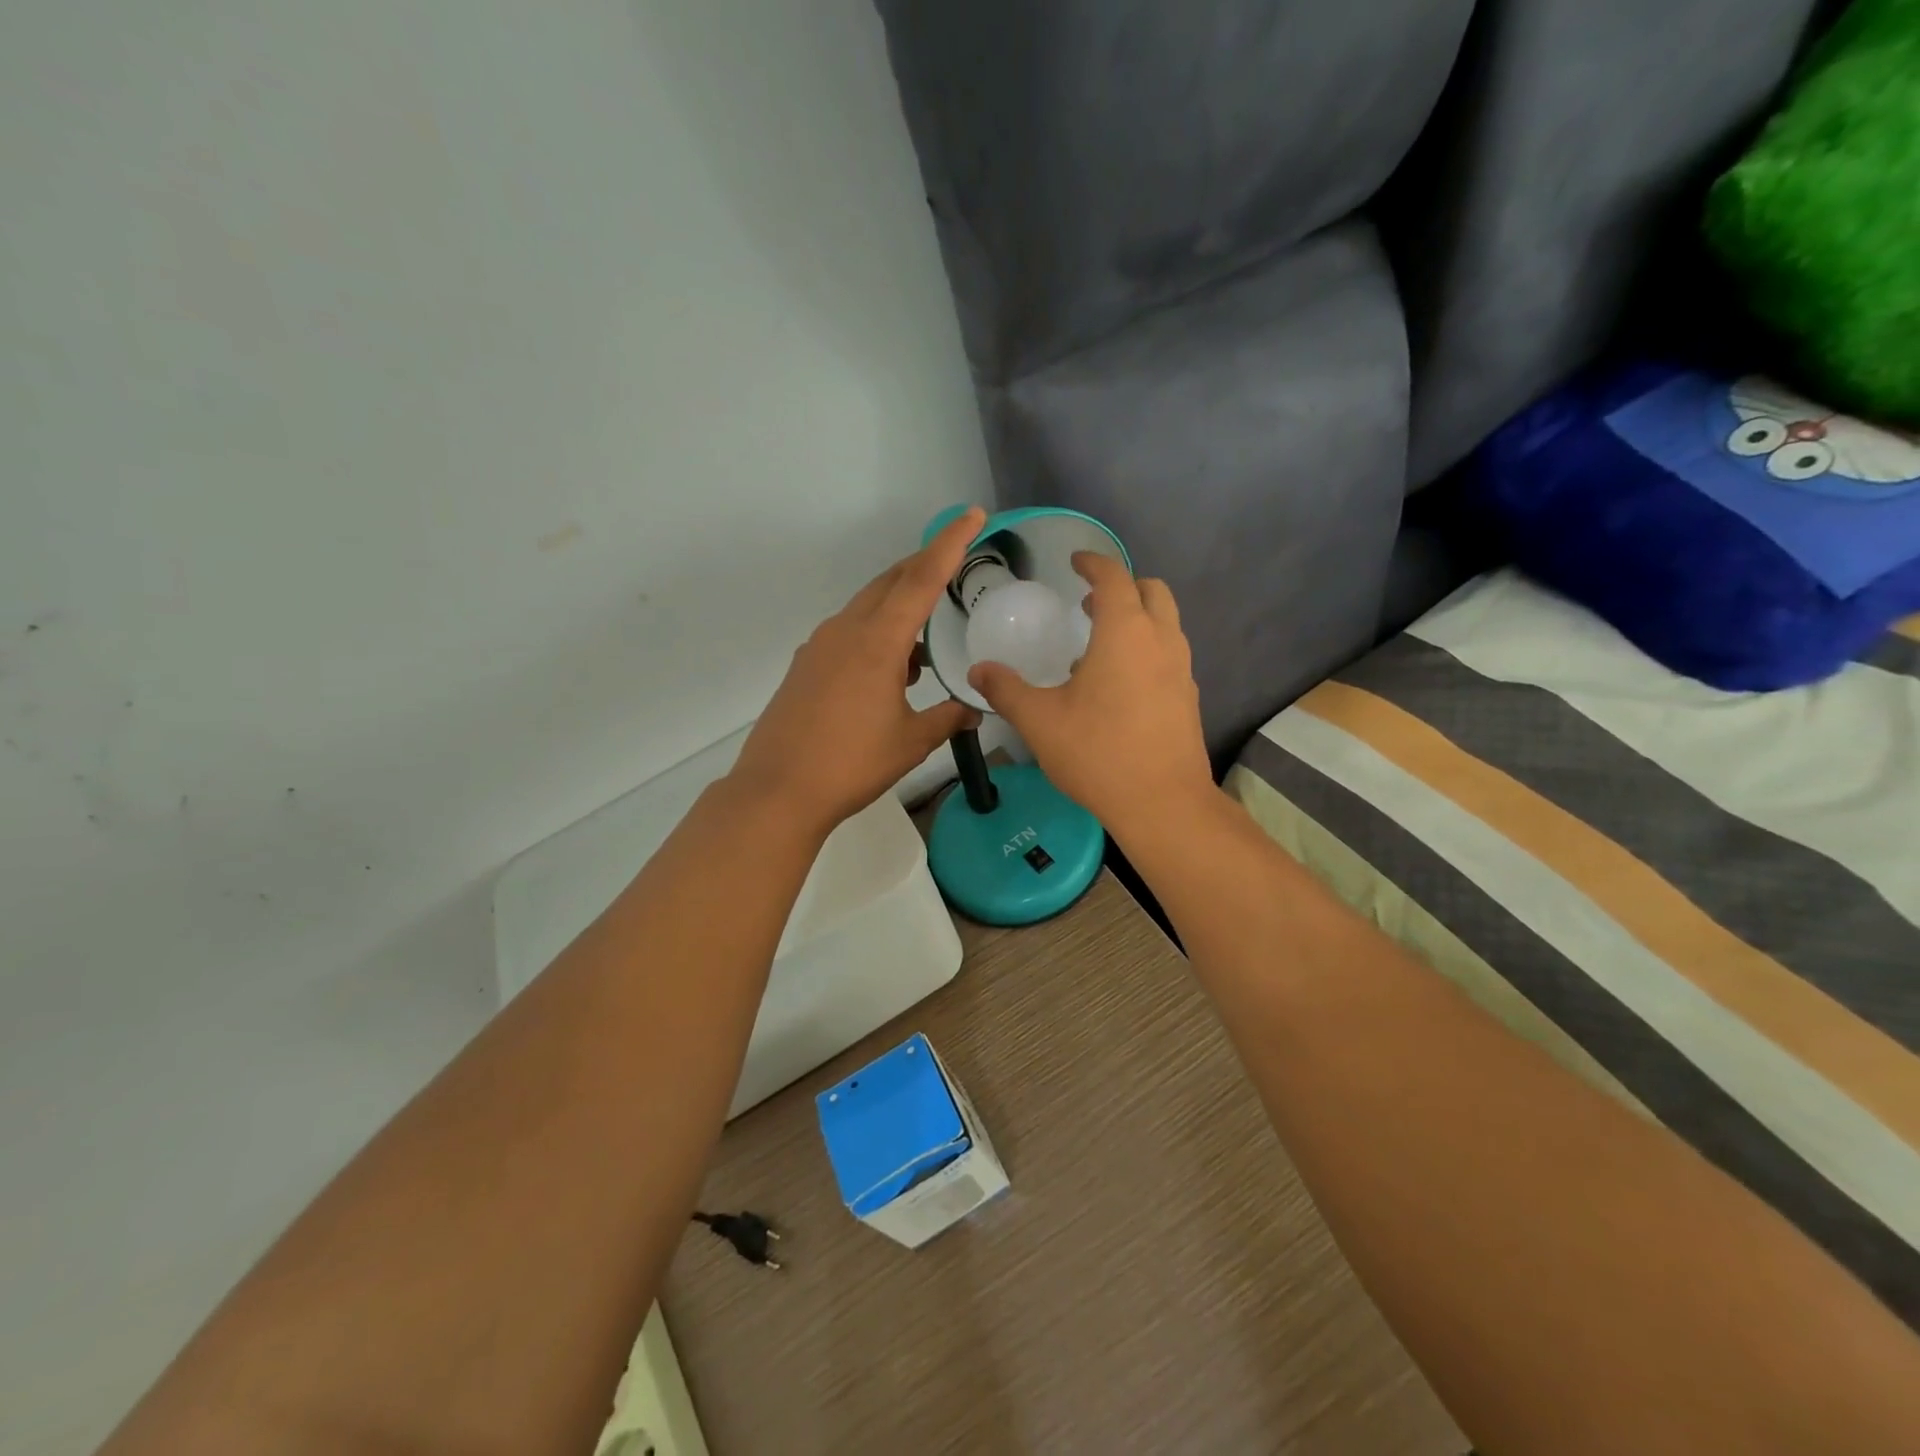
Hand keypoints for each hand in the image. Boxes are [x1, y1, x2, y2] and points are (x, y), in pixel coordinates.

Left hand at [730, 507, 985, 837]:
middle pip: (890, 582)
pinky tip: (891, 670)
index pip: (921, 579)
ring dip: (899, 607)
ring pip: (867, 607)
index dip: (950, 544)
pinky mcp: (805, 665)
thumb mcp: (911, 742)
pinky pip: (848, 632)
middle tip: (955, 566)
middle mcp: (845, 630)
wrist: (778, 790)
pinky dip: (876, 634)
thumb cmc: (851, 764)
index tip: (972, 516)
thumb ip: (947, 718)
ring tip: (926, 642)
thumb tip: (974, 710)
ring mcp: (819, 646)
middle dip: (924, 566)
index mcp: (877, 641)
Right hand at [968, 554, 1212, 842]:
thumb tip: (978, 670)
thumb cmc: (1098, 753)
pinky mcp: (1188, 697)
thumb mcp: (1039, 721)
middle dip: (1122, 586)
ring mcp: (1181, 669)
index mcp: (1125, 633)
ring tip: (1097, 646)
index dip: (1093, 563)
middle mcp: (1161, 641)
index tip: (1076, 561)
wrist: (1163, 803)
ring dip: (1136, 618)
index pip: (1114, 577)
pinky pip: (1169, 654)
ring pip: (1166, 623)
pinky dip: (1147, 649)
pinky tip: (1118, 686)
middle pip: (1152, 591)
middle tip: (1088, 603)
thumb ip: (1006, 690)